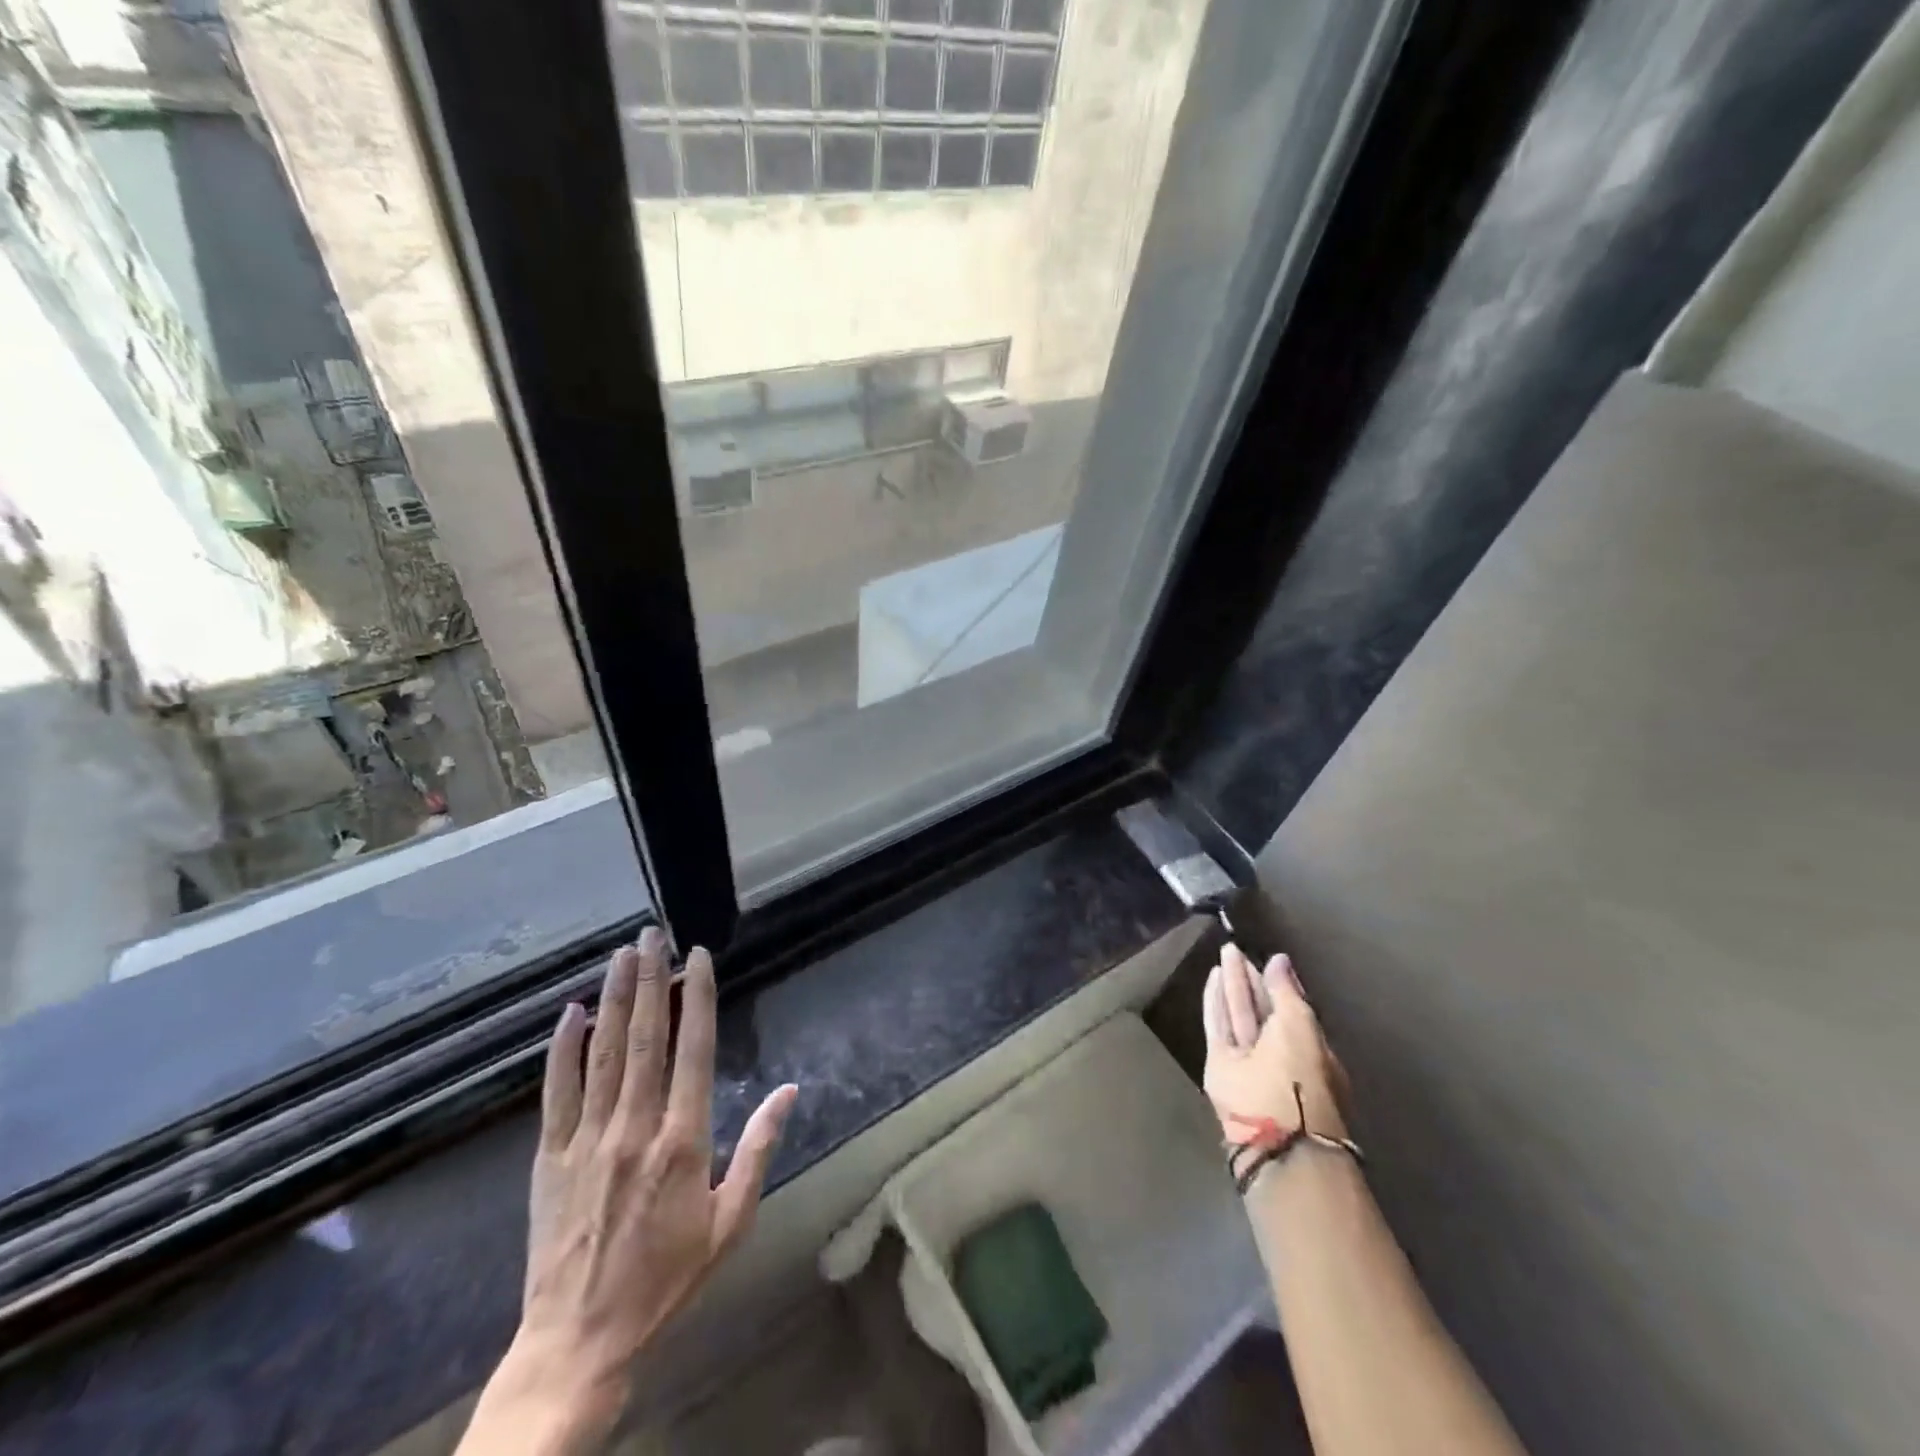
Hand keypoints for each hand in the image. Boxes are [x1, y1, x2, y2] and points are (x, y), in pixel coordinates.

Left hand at [467, 928, 796, 1452]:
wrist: (577, 1342)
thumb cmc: (665, 1280)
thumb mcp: (729, 1223)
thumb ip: (759, 1150)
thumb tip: (791, 1091)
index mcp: (683, 1141)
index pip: (692, 1050)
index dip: (698, 997)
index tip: (698, 958)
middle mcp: (634, 1127)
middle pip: (645, 1038)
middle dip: (652, 980)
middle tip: (653, 935)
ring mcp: (586, 1139)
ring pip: (602, 1053)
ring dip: (615, 998)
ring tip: (622, 954)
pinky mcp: (549, 1158)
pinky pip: (556, 1092)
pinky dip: (564, 1049)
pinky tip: (571, 1012)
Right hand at [1203, 943, 1347, 1146]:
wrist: (1276, 1133)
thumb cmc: (1300, 1076)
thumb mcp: (1301, 1026)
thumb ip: (1287, 991)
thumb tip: (1279, 959)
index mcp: (1306, 1046)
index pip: (1289, 1007)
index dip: (1276, 983)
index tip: (1266, 958)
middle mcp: (1276, 1051)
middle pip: (1261, 1008)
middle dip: (1250, 979)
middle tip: (1235, 949)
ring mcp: (1247, 1059)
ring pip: (1238, 1013)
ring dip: (1232, 984)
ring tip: (1224, 953)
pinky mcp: (1220, 1064)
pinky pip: (1217, 1024)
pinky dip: (1213, 1001)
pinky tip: (1212, 978)